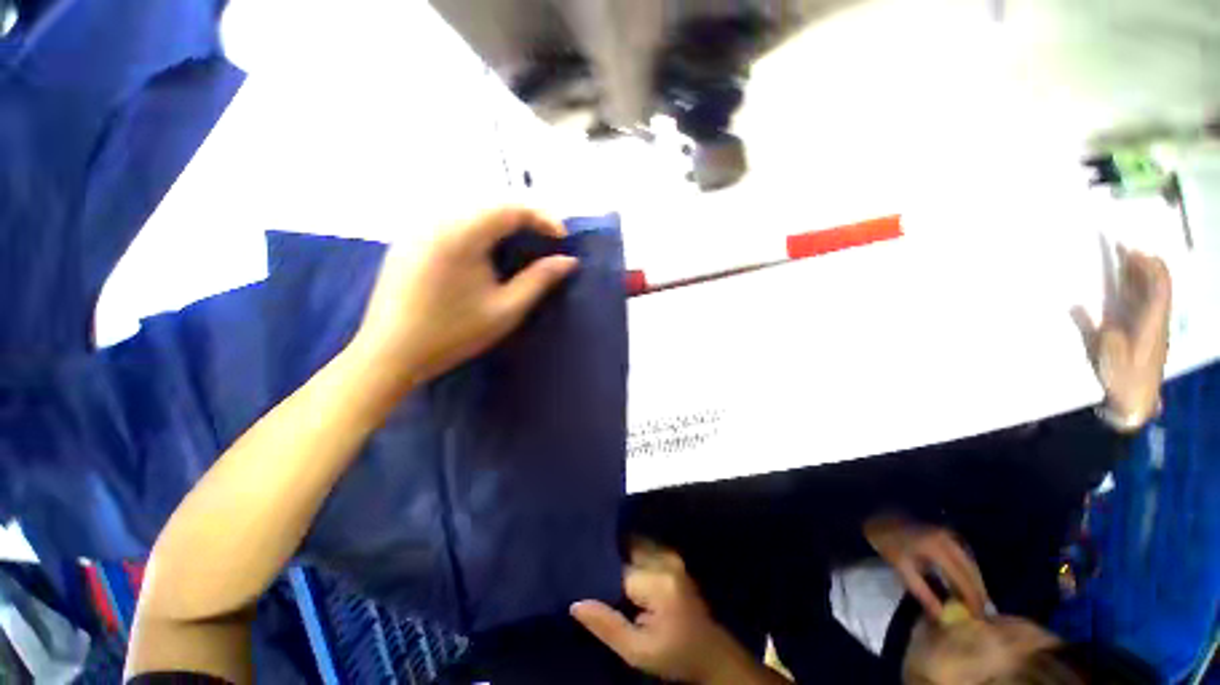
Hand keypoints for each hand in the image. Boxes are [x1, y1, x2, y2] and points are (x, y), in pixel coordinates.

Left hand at [352, 206, 577, 392]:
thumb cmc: (453, 334)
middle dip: (525, 216)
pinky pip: (451, 219)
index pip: (510, 207)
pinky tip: (486, 250)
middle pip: (490, 202)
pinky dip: (479, 227)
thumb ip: (539, 280)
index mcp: (460, 235)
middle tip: (547, 239)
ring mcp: (418, 227)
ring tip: (523, 242)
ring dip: (502, 220)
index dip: (543, 217)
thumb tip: (568, 261)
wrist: (390, 353)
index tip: (562, 239)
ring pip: (470, 208)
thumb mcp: (506, 310)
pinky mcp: (408, 239)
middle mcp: (436, 220)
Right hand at [572, 545, 752, 683]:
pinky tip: (619, 565)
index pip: (617, 567)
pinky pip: (644, 547)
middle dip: (608, 555)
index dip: (599, 572)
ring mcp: (671, 555)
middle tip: (586, 565)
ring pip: (635, 543)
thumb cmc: (674, 656)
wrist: (711, 653)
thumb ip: (607, 626)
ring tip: (600, 564)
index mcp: (658, 583)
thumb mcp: (637, 652)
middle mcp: (665, 560)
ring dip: (619, 552)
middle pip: (627, 546)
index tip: (581, 577)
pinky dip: (630, 553)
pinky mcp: (673, 557)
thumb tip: (575, 603)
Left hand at [864, 514, 988, 620]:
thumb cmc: (888, 541)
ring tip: (974, 603)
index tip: (978, 618)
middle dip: (978, 593)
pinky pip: (965, 557)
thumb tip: (943, 617)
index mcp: (938, 548)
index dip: (972, 599)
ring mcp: (950, 535)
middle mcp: (949, 540)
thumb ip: (924, 593)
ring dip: (975, 583)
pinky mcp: (948, 534)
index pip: (963, 579)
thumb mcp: (902, 569)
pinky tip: (964, 585)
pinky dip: (969, 572)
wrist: (878, 515)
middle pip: (972, 571)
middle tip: (980, 614)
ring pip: (971, 564)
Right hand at [1072, 247, 1170, 429]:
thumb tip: (1075, 305)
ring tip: (1121, 260)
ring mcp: (1150, 326)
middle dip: (1143, 264)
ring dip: (1139, 275)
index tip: (1128, 249)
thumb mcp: (1105, 354)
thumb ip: (1092, 329)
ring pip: (1151, 292)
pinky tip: (1121, 287)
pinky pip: (1143, 304)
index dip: (1146, 264)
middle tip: (1122, 248)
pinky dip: (1135, 290)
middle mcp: (1155, 318)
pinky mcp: (1142, 333)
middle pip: (1157, 284)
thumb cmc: (1122, 378)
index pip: (1158, 284)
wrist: (1135, 402)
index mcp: (1152, 321)